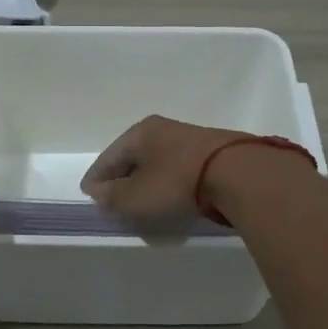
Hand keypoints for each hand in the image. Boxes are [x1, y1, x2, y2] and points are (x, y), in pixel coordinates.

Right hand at [80, 115, 253, 220]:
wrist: (238, 173)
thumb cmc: (177, 182)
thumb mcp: (137, 196)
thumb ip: (113, 197)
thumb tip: (99, 192)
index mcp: (139, 133)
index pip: (108, 156)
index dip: (96, 177)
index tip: (89, 194)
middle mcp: (162, 129)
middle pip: (133, 156)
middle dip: (121, 176)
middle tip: (112, 197)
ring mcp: (189, 138)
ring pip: (157, 161)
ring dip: (146, 179)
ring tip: (141, 198)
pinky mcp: (211, 151)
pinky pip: (177, 167)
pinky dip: (168, 180)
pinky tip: (170, 193)